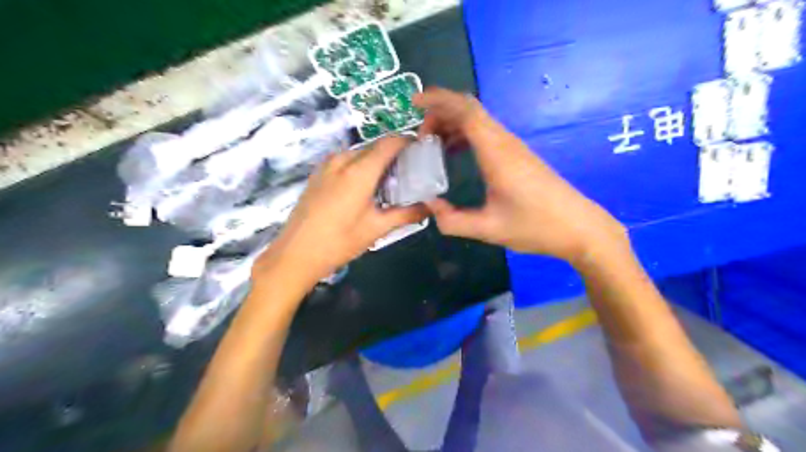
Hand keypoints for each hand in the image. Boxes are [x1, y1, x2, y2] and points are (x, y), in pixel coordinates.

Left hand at [253, 136, 427, 286]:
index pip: (389, 143)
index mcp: (359, 171)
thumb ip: (406, 214)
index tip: (421, 152)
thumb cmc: (339, 241)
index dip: (407, 142)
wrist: (295, 253)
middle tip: (409, 173)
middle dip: (394, 154)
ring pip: (359, 153)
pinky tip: (364, 188)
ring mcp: (327, 165)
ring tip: (388, 182)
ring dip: (376, 161)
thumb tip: (429, 208)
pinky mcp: (318, 174)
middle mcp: (342, 160)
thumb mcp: (376, 229)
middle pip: (375, 146)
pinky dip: (360, 167)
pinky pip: (345, 161)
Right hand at [416, 87, 629, 266]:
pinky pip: (486, 133)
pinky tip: (455, 153)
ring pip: (478, 120)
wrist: (579, 228)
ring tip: (431, 144)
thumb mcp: (489, 229)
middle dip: (441, 112)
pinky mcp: (518, 155)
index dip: (439, 101)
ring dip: (452, 123)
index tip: (415, 102)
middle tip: (420, 135)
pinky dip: (465, 134)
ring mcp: (513, 147)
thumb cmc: (536, 226)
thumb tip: (428, 206)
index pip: (466, 112)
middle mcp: (505, 143)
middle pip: (470, 110)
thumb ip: (453, 221)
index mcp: (497, 153)